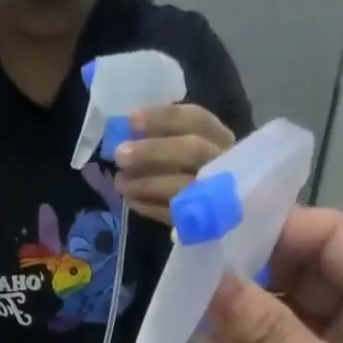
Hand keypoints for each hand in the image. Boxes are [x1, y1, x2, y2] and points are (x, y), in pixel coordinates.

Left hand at [113, 103, 236, 221]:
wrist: (221, 214)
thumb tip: (132, 127)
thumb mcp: (189, 144)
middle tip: (120, 155)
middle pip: (191, 151)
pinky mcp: (201, 224)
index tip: (131, 119)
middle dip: (152, 151)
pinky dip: (149, 207)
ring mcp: (214, 195)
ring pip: (182, 186)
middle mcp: (223, 163)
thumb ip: (167, 135)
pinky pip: (173, 215)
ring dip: (145, 184)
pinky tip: (130, 200)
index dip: (163, 118)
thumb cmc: (197, 169)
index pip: (195, 119)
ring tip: (119, 182)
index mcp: (220, 137)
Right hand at [200, 206, 342, 342]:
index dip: (272, 230)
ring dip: (244, 319)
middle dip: (251, 275)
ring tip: (190, 318)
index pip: (328, 236)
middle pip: (304, 273)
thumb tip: (212, 286)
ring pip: (288, 319)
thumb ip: (270, 338)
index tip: (211, 237)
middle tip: (189, 281)